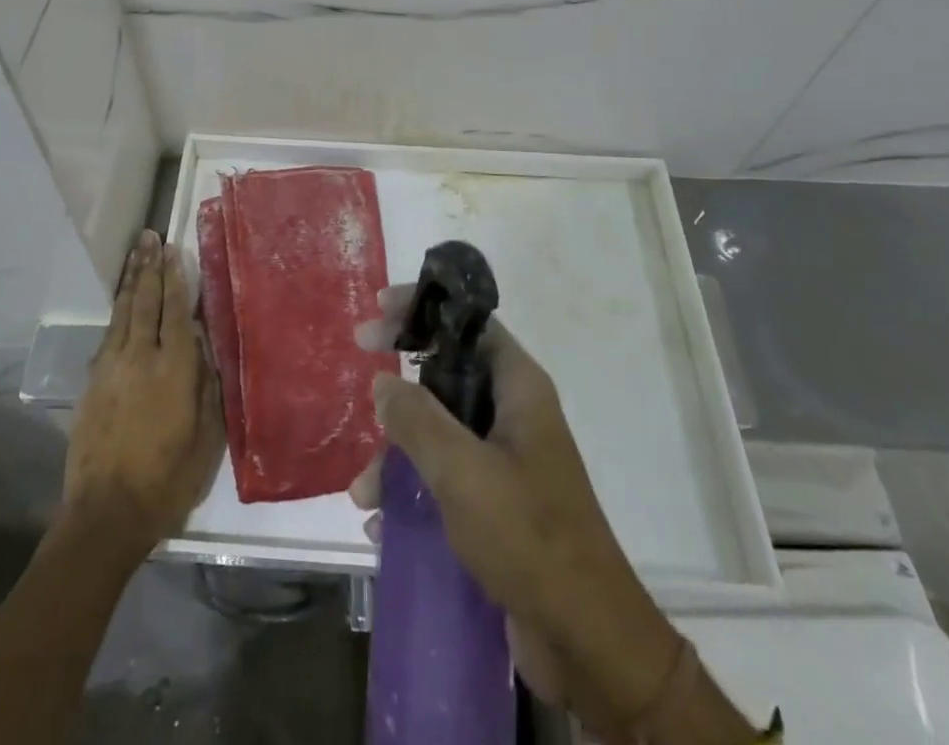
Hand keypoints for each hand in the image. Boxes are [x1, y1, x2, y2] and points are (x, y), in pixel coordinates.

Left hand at [65, 231, 224, 561]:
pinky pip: (108, 335)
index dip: (175, 277)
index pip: (175, 310)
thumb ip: (207, 387)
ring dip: (130, 281)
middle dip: (148, 267)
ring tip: (135, 254)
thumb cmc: (167, 480)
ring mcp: (111, 368)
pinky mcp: (92, 383)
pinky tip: (120, 305)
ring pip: (122, 313)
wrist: (106, 514)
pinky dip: (116, 313)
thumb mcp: (206, 439)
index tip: (174, 249)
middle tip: (150, 236)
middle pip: (145, 301)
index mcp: (174, 369)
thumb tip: (204, 347)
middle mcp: (140, 358)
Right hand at [349, 287, 682, 725]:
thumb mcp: (462, 470)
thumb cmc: (528, 536)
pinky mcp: (498, 503)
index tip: (379, 310)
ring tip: (362, 493)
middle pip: (448, 374)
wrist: (587, 640)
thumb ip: (417, 419)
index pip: (468, 323)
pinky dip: (414, 490)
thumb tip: (384, 382)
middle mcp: (514, 413)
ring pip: (441, 431)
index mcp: (518, 388)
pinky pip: (446, 478)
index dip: (424, 309)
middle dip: (401, 389)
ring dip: (398, 454)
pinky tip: (384, 524)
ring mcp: (506, 459)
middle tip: (361, 382)